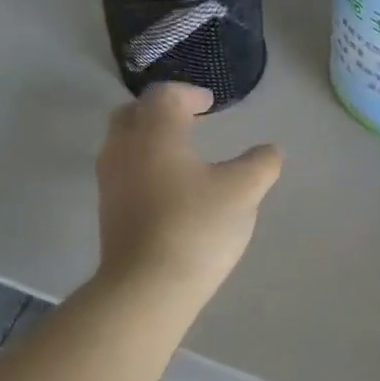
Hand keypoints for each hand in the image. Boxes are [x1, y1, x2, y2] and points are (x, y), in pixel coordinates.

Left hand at [95, 84, 283, 308]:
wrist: (147, 286)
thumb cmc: (196, 228)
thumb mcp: (243, 192)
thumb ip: (261, 164)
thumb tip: (271, 151)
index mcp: (156, 133)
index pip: (165, 95)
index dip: (189, 93)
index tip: (209, 103)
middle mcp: (125, 148)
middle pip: (135, 113)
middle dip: (162, 110)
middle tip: (190, 119)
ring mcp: (111, 181)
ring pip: (124, 142)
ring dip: (150, 137)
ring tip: (181, 152)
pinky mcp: (108, 210)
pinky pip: (123, 170)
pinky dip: (144, 163)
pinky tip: (169, 187)